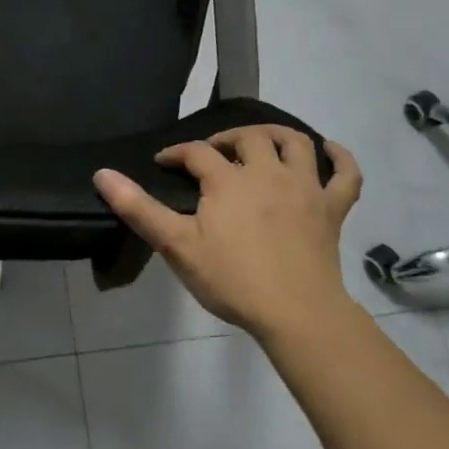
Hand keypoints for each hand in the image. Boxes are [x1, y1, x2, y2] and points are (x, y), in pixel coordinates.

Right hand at [94, 125, 361, 340]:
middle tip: (210, 154)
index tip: (162, 163)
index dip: (176, 154)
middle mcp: (268, 173)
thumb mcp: (176, 245)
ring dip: (276, 135)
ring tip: (260, 141)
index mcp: (228, 181)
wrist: (296, 313)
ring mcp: (305, 189)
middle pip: (248, 138)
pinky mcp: (332, 209)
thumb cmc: (231, 279)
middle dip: (225, 139)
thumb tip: (102, 174)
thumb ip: (138, 208)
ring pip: (295, 143)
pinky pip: (346, 175)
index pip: (196, 153)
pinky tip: (330, 150)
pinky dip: (340, 158)